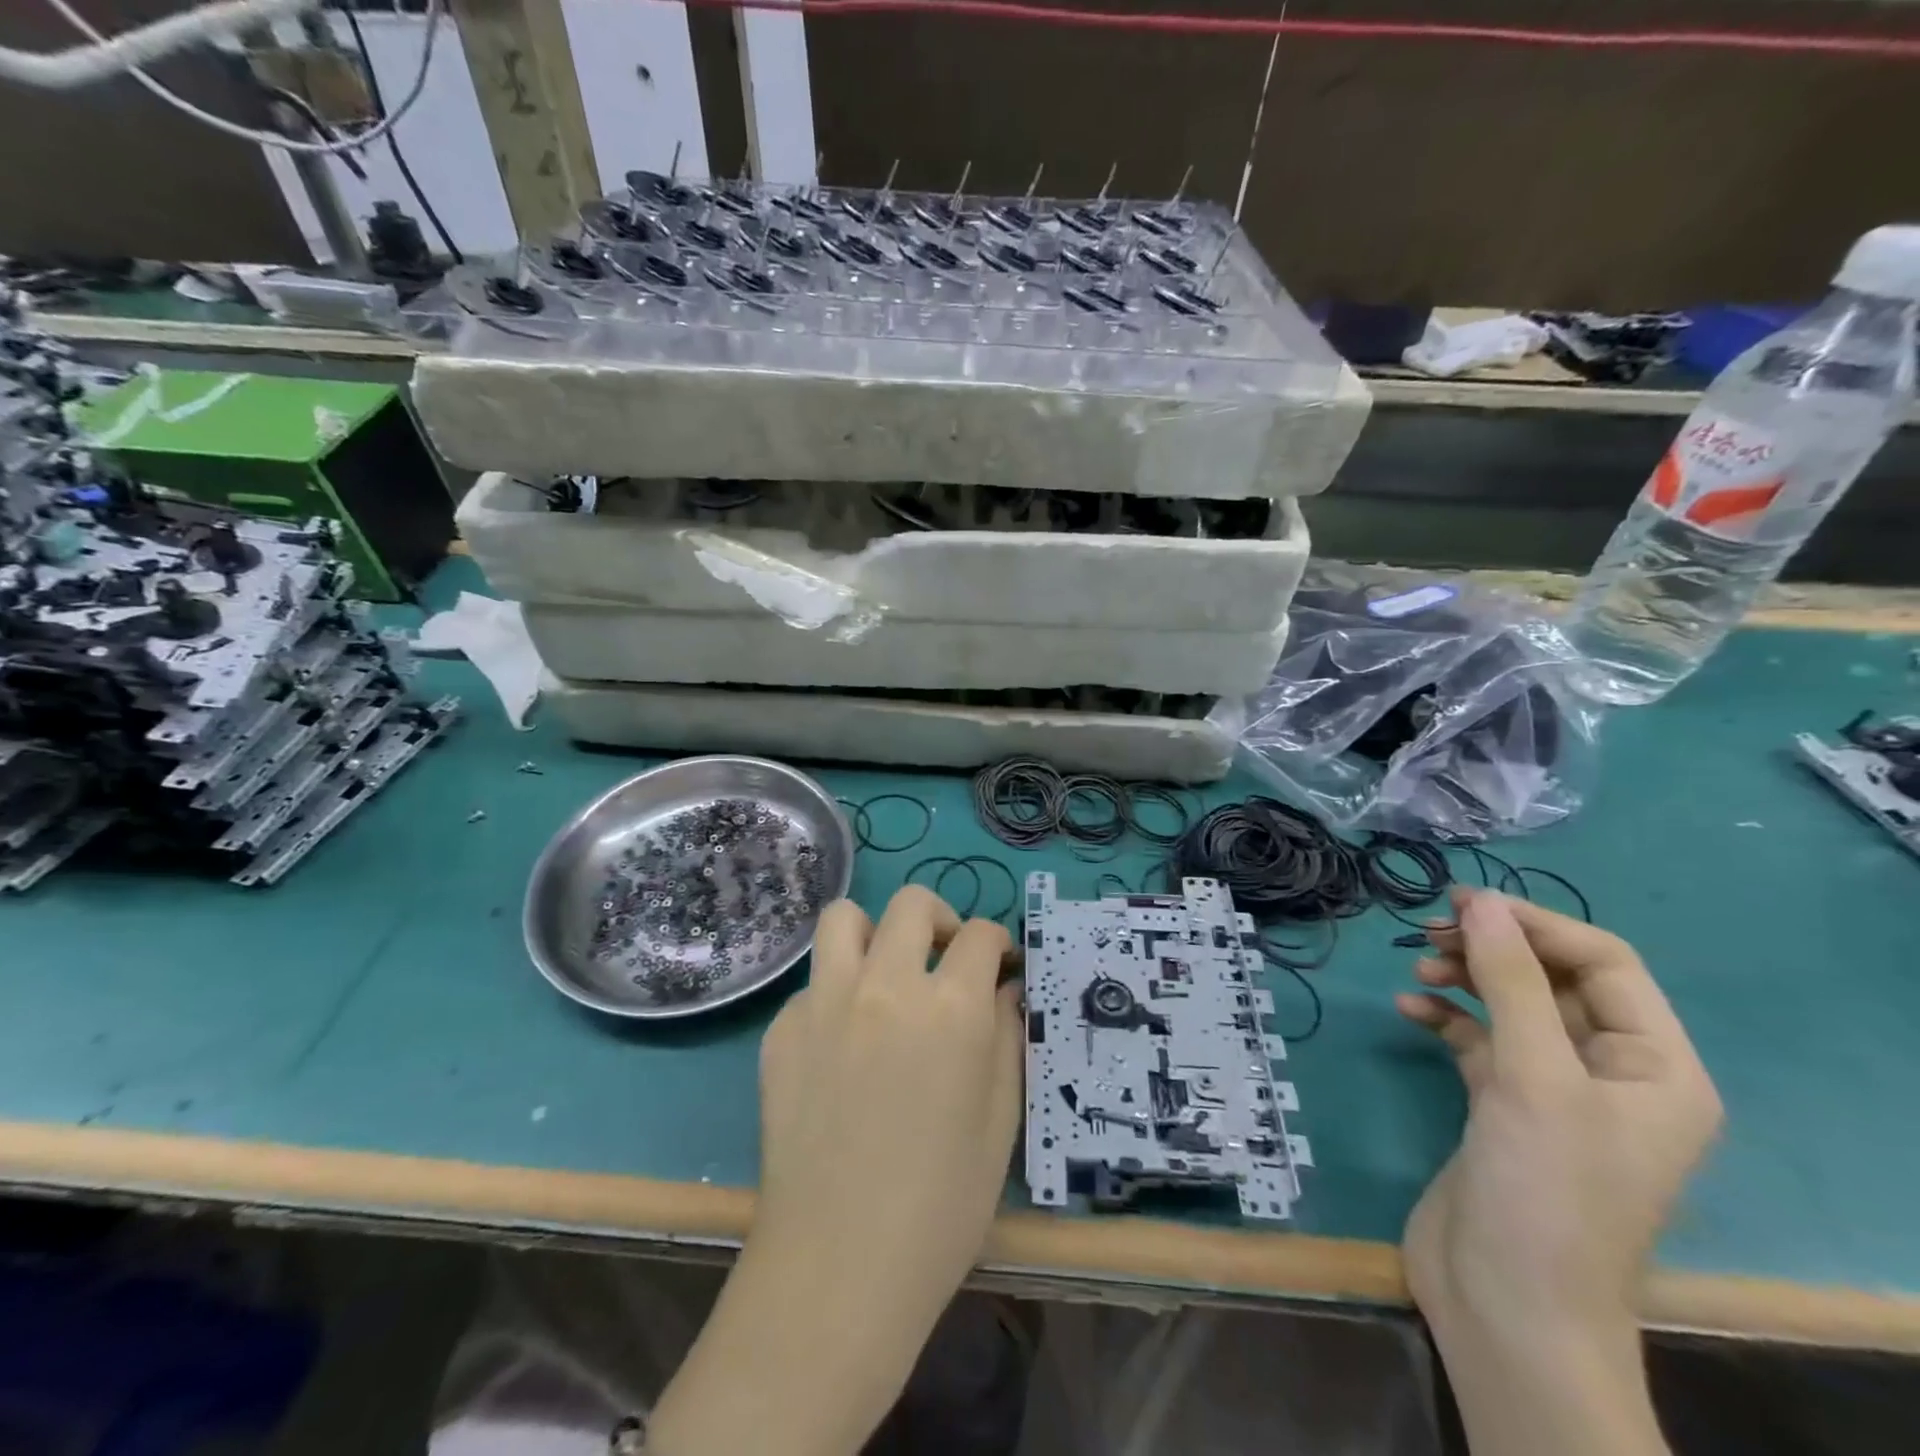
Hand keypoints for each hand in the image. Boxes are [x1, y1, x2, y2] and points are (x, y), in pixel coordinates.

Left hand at [753, 884, 1022, 1323]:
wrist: (840, 1265)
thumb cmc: (941, 1203)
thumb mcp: (1000, 1119)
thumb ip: (1006, 1036)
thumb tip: (1002, 986)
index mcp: (950, 1007)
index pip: (979, 934)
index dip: (995, 943)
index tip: (996, 963)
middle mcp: (886, 986)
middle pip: (911, 904)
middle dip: (938, 920)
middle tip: (942, 958)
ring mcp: (825, 1002)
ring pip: (844, 917)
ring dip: (873, 934)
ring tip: (883, 974)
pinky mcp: (782, 1030)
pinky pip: (812, 984)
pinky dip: (834, 995)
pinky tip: (840, 1045)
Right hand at [1396, 888, 1720, 1455]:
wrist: (1506, 1304)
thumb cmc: (1544, 1188)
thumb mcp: (1533, 1075)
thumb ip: (1509, 982)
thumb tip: (1479, 903)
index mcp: (1656, 1068)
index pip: (1604, 963)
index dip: (1536, 925)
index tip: (1462, 903)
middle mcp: (1612, 1073)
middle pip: (1553, 981)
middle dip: (1494, 950)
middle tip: (1429, 932)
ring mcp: (1554, 1092)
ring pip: (1512, 1007)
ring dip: (1465, 979)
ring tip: (1417, 969)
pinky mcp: (1503, 1107)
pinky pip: (1478, 1040)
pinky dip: (1445, 1018)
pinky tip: (1408, 1009)